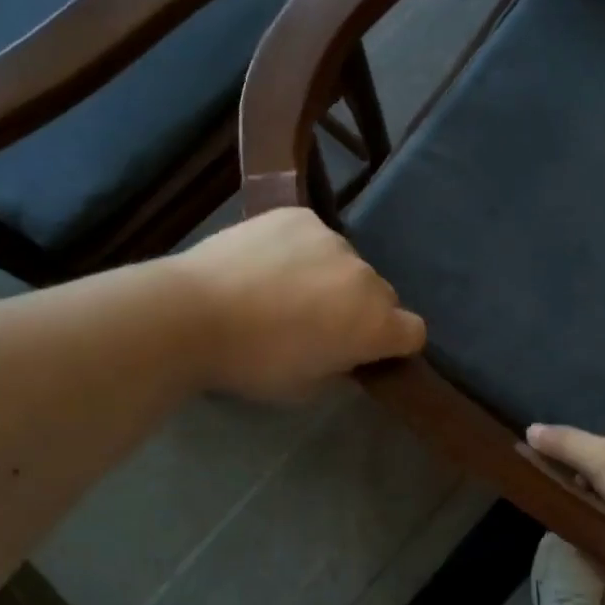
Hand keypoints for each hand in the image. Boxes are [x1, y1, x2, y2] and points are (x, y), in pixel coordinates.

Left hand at [179, 209, 425, 401]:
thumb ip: (339, 367)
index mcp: (374, 323)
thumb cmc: (251, 363)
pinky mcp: (301, 216)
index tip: (365, 350)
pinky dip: (300, 250)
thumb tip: (343, 351)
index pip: (413, 332)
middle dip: (358, 309)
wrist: (192, 313)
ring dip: (329, 276)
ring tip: (282, 289)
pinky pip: (314, 237)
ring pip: (345, 263)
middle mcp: (366, 277)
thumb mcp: (304, 387)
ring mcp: (334, 240)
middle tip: (315, 322)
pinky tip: (266, 263)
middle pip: (380, 295)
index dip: (393, 343)